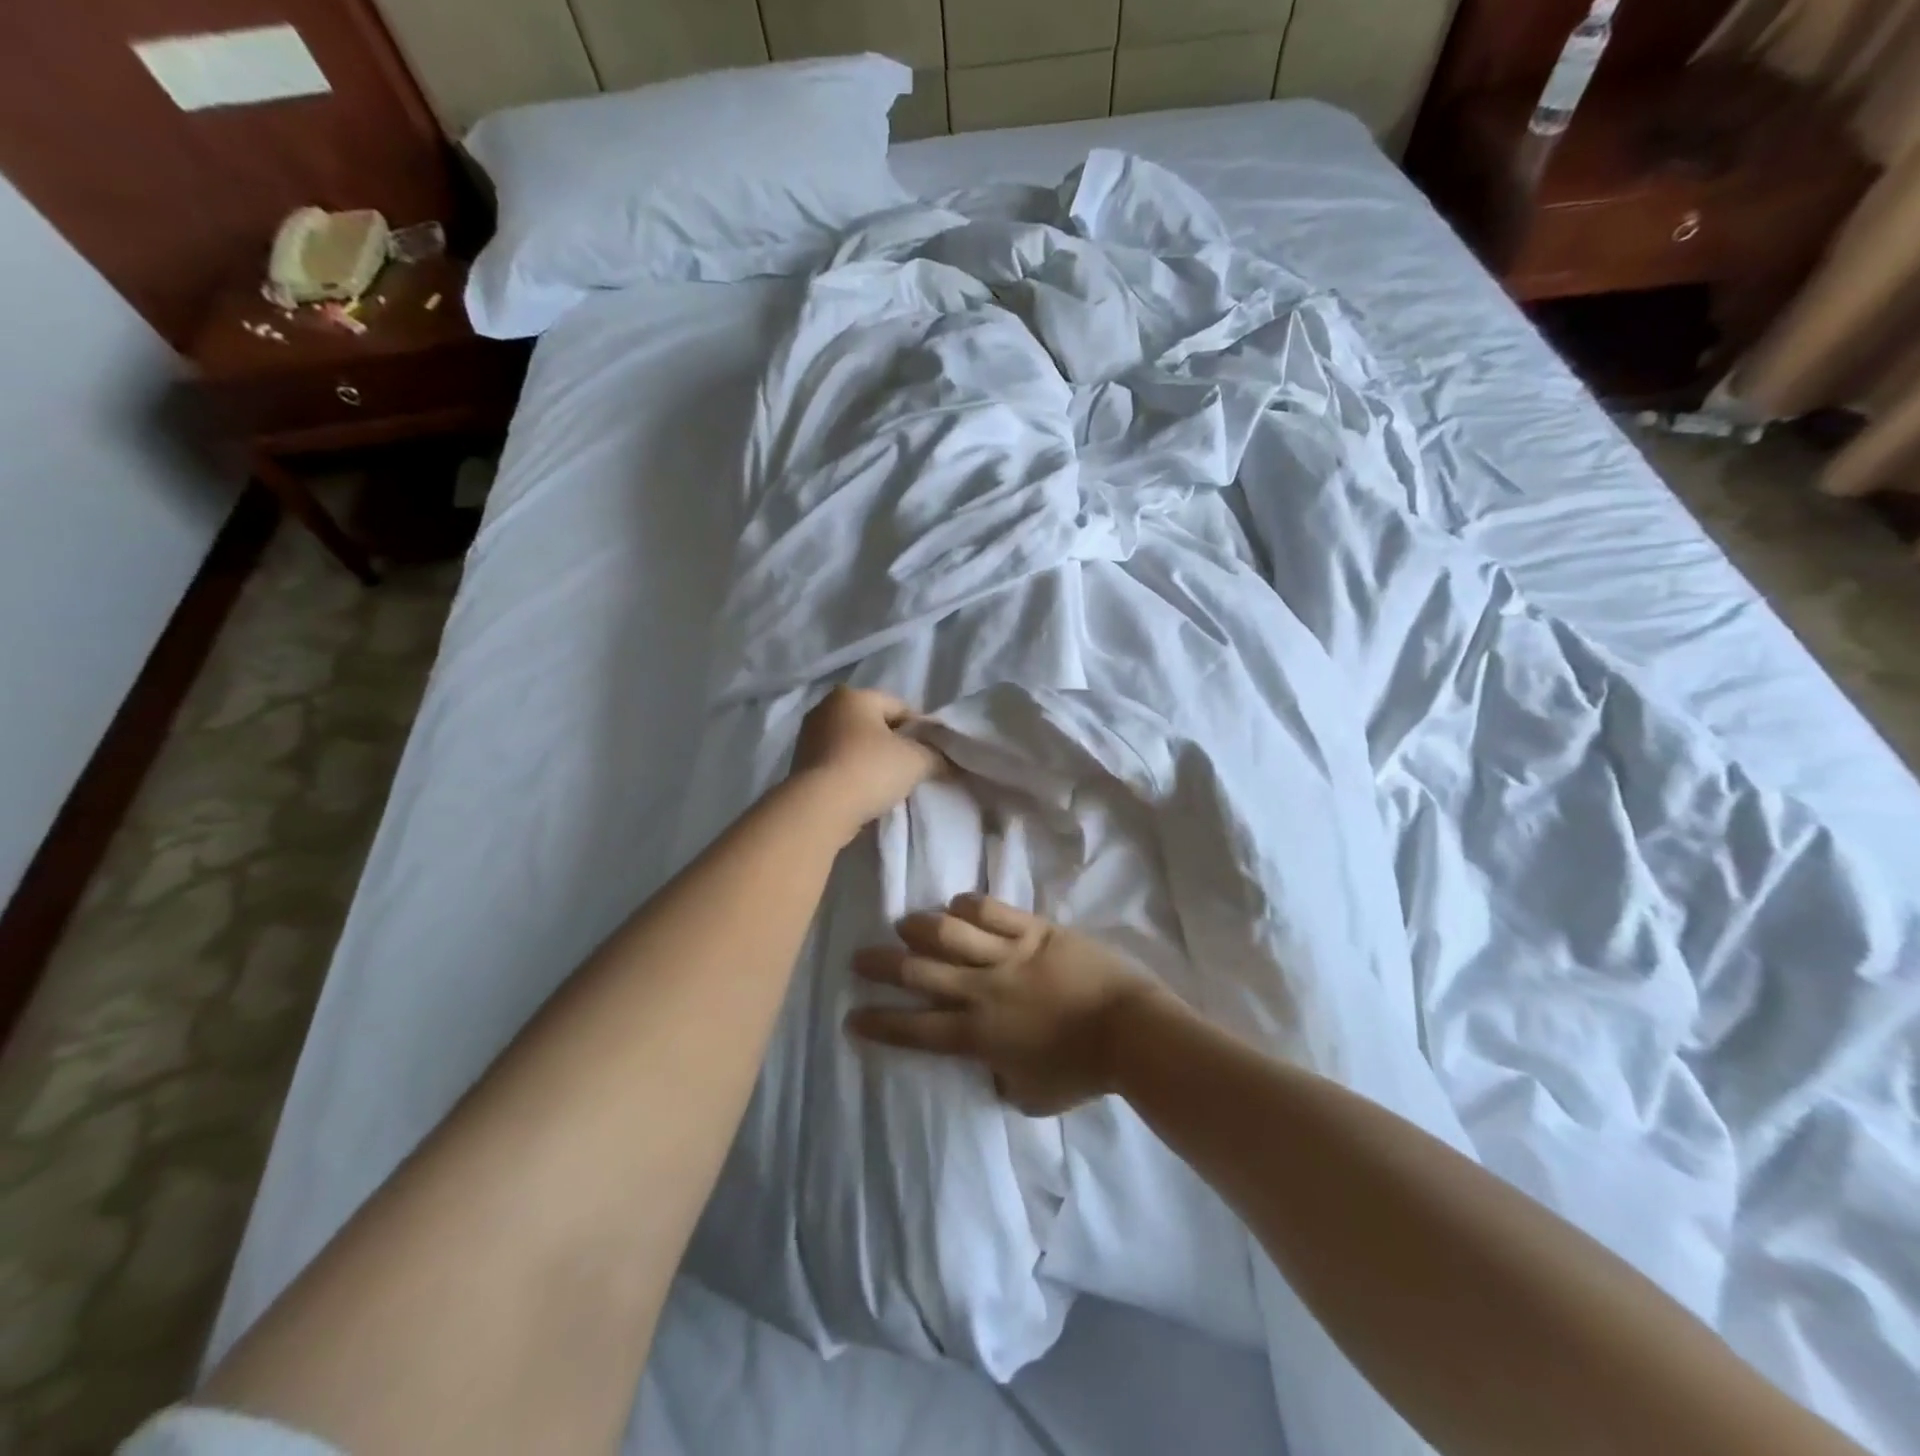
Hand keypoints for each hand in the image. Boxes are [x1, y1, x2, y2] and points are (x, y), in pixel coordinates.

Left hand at [787, 686, 943, 842]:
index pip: (900, 707)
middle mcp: (826, 707)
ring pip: (854, 745)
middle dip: (894, 745)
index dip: (920, 731)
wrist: (819, 809)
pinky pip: (838, 763)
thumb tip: (946, 760)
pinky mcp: (799, 764)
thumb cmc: (870, 770)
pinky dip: (852, 773)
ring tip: (888, 786)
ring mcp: (808, 736)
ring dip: (871, 761)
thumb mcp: (917, 760)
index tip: (931, 755)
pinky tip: (864, 793)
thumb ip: (936, 755)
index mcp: (853, 695)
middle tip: (911, 770)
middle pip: (875, 725)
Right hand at [846, 895, 1164, 1115]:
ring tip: (904, 925)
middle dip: (881, 965)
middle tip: (859, 958)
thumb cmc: (1083, 1071)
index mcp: (978, 1036)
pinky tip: (957, 905)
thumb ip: (1000, 1079)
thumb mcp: (1031, 1095)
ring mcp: (1008, 955)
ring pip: (949, 932)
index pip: (915, 1029)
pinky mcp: (1034, 930)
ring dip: (919, 927)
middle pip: (919, 972)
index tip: (852, 1016)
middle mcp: (982, 990)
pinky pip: (992, 910)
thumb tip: (988, 1065)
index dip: (880, 1024)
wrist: (1130, 1031)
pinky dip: (969, 905)